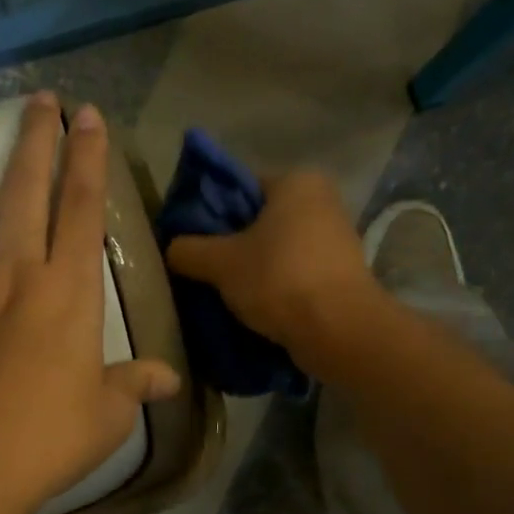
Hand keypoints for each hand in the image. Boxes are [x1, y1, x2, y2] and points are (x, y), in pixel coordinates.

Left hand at [0, 94, 180, 513]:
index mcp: (69, 294)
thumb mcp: (108, 414)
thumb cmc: (50, 441)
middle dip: (37, 142)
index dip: (89, 161)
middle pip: (28, 194)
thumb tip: (169, 379)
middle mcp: (17, 275)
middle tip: (39, 100)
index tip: (88, 118)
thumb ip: (137, 384)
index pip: (84, 212)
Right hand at [165, 171, 381, 372]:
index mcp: (297, 181)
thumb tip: (172, 249)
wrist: (339, 332)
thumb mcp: (220, 263)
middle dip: (233, 247)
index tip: (192, 242)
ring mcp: (337, 240)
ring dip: (254, 272)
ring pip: (278, 252)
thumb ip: (189, 250)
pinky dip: (276, 289)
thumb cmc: (279, 280)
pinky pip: (296, 276)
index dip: (212, 214)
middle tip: (204, 272)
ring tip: (226, 296)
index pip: (241, 188)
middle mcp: (323, 202)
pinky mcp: (342, 276)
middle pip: (261, 222)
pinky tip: (255, 310)